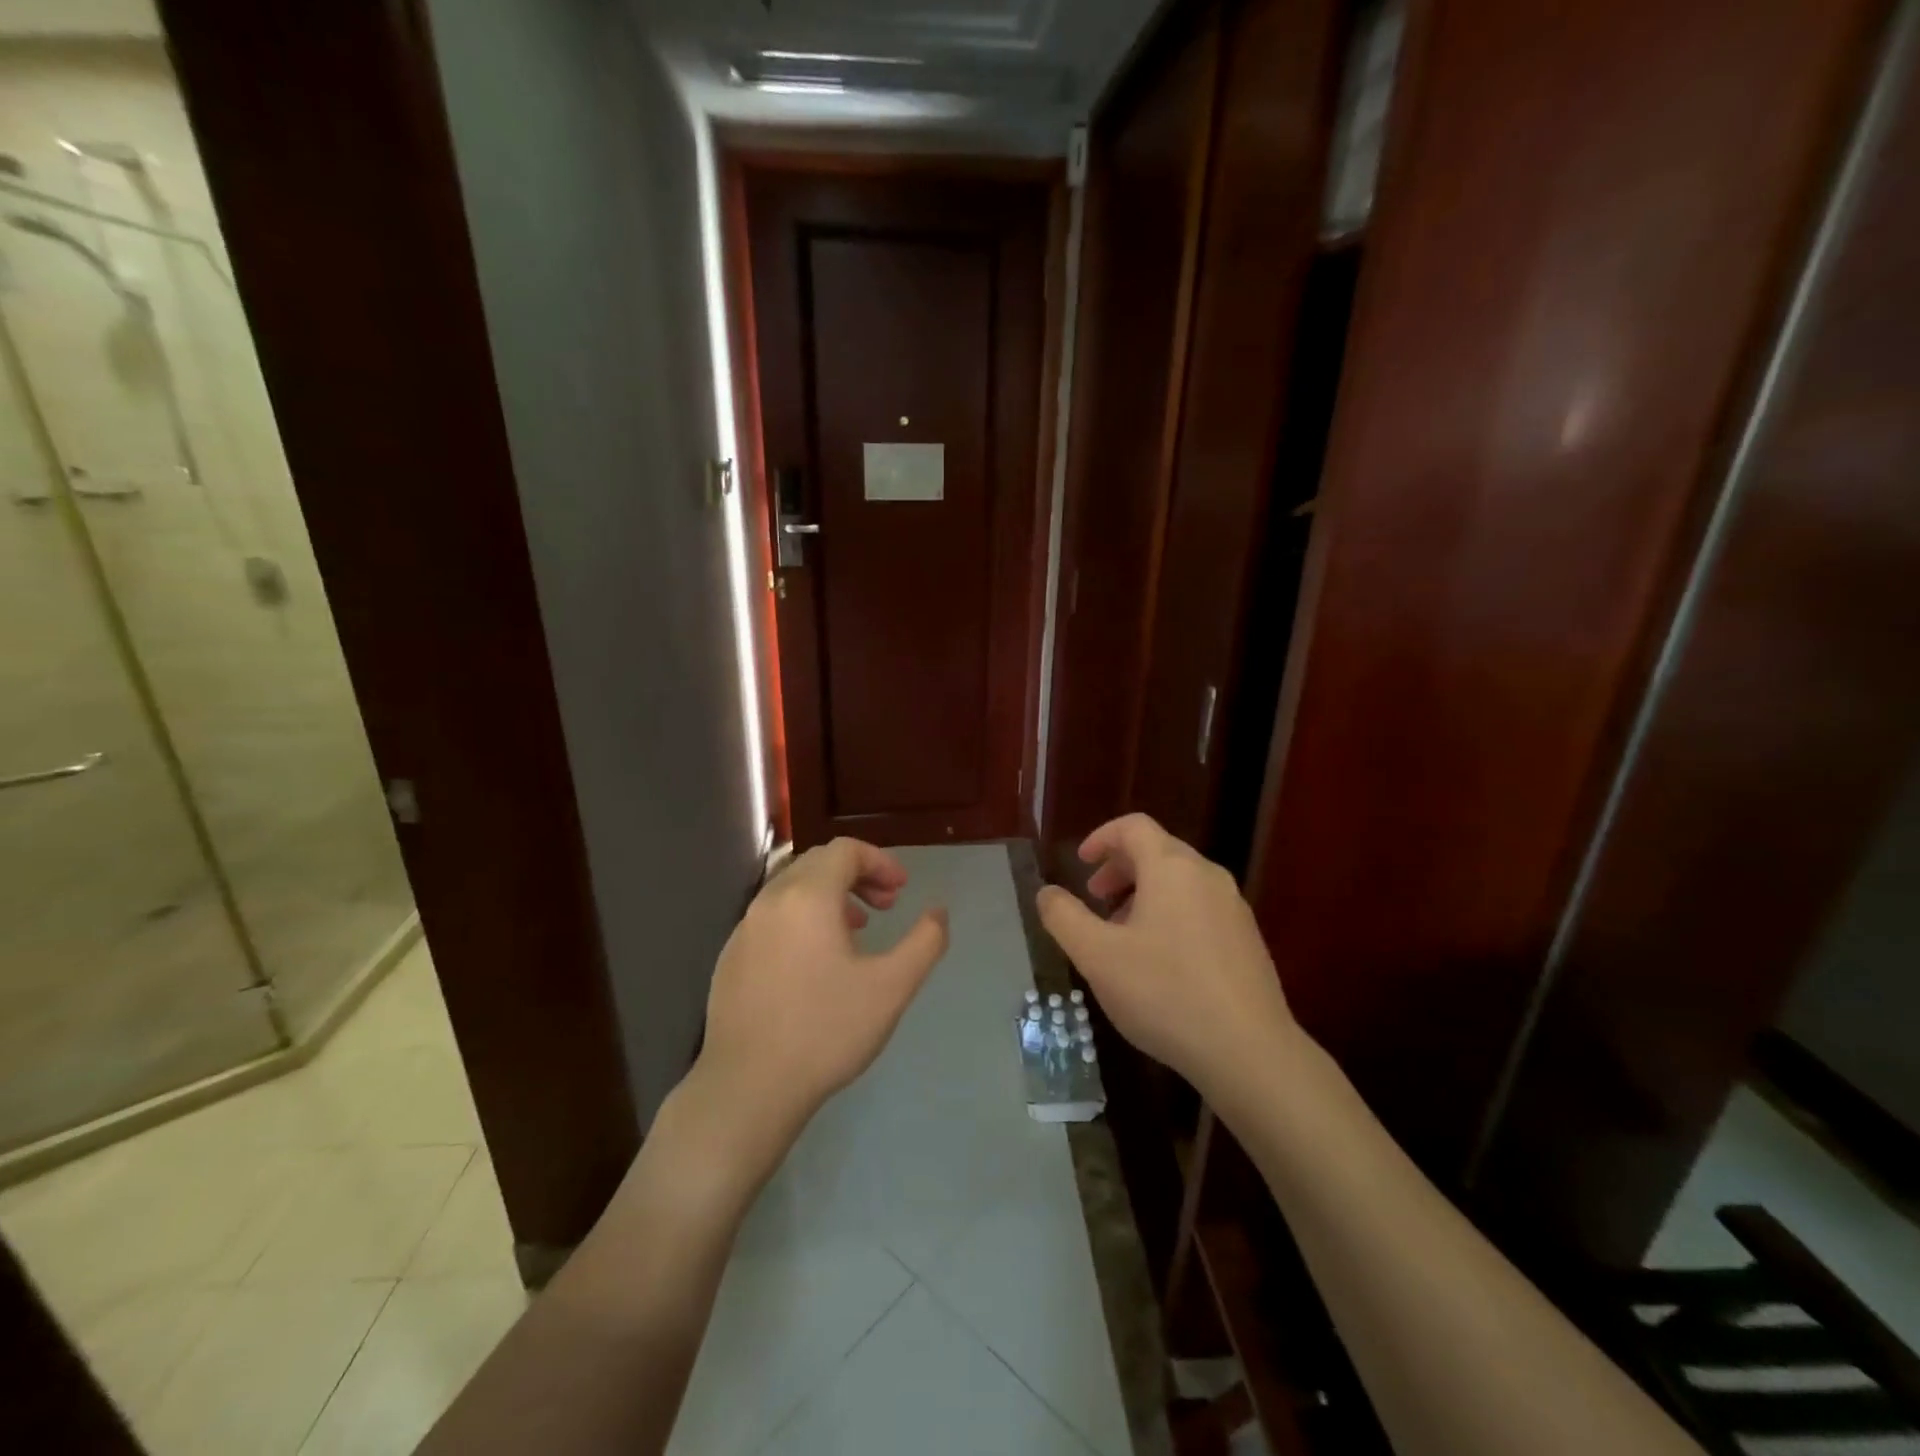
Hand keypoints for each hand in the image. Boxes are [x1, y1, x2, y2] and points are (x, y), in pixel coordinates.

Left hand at [692, 838, 948, 1177]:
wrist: (748, 1088)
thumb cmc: (826, 1032)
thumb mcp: (892, 987)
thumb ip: (925, 942)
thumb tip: (939, 912)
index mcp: (807, 897)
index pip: (845, 850)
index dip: (880, 862)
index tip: (902, 891)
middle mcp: (770, 901)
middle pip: (818, 863)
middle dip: (858, 875)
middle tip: (886, 906)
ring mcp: (744, 929)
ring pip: (792, 890)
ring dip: (830, 896)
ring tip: (856, 931)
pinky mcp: (730, 958)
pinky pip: (772, 918)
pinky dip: (802, 919)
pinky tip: (816, 963)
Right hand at [1036, 814, 1295, 1100]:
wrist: (1249, 1051)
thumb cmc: (1164, 993)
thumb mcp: (1097, 956)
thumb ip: (1064, 917)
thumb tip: (1046, 893)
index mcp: (1171, 868)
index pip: (1134, 827)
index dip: (1102, 838)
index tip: (1081, 863)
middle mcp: (1207, 876)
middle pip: (1158, 851)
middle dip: (1120, 869)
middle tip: (1095, 899)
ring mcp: (1234, 907)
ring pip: (1180, 882)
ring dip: (1145, 894)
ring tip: (1122, 935)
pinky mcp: (1248, 939)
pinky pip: (1201, 908)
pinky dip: (1171, 915)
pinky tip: (1160, 962)